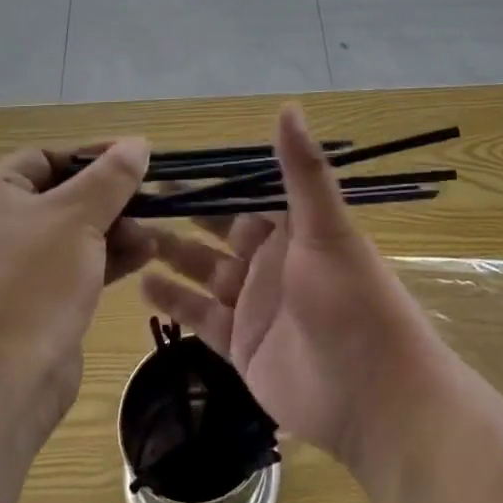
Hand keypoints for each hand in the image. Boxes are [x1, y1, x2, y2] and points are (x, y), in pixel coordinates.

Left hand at [0, 139, 153, 427]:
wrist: (2, 384)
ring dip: (114, 229)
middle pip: (61, 196)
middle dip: (108, 197)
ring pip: (71, 234)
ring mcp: (12, 270)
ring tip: (152, 232)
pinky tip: (143, 257)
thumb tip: (137, 143)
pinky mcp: (32, 304)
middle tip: (149, 198)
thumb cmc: (35, 283)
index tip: (133, 158)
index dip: (90, 154)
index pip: (44, 157)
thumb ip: (111, 177)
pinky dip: (105, 259)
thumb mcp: (78, 217)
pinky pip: (72, 267)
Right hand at [140, 105, 440, 467]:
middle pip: (219, 229)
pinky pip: (200, 316)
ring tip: (129, 235)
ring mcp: (254, 303)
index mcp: (293, 227)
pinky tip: (141, 285)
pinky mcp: (241, 344)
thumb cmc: (352, 300)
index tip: (168, 161)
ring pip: (204, 270)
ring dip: (171, 253)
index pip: (246, 192)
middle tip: (136, 197)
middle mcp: (271, 259)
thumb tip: (288, 105)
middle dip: (184, 213)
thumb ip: (303, 171)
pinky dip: (174, 300)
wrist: (372, 396)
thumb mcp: (327, 228)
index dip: (212, 178)